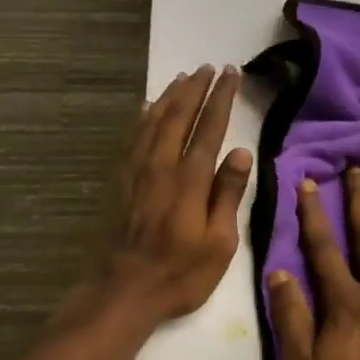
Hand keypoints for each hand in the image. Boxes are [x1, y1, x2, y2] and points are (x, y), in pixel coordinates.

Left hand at [94, 64, 250, 323]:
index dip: (220, 99)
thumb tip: (240, 153)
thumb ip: (227, 195)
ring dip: (169, 97)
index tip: (230, 75)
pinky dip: (142, 117)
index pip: (209, 128)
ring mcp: (135, 172)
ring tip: (183, 77)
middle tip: (209, 67)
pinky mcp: (119, 182)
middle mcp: (161, 166)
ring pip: (153, 121)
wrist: (120, 291)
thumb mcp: (218, 243)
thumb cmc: (179, 274)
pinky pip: (131, 138)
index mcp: (189, 181)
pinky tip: (147, 108)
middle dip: (196, 89)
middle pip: (179, 117)